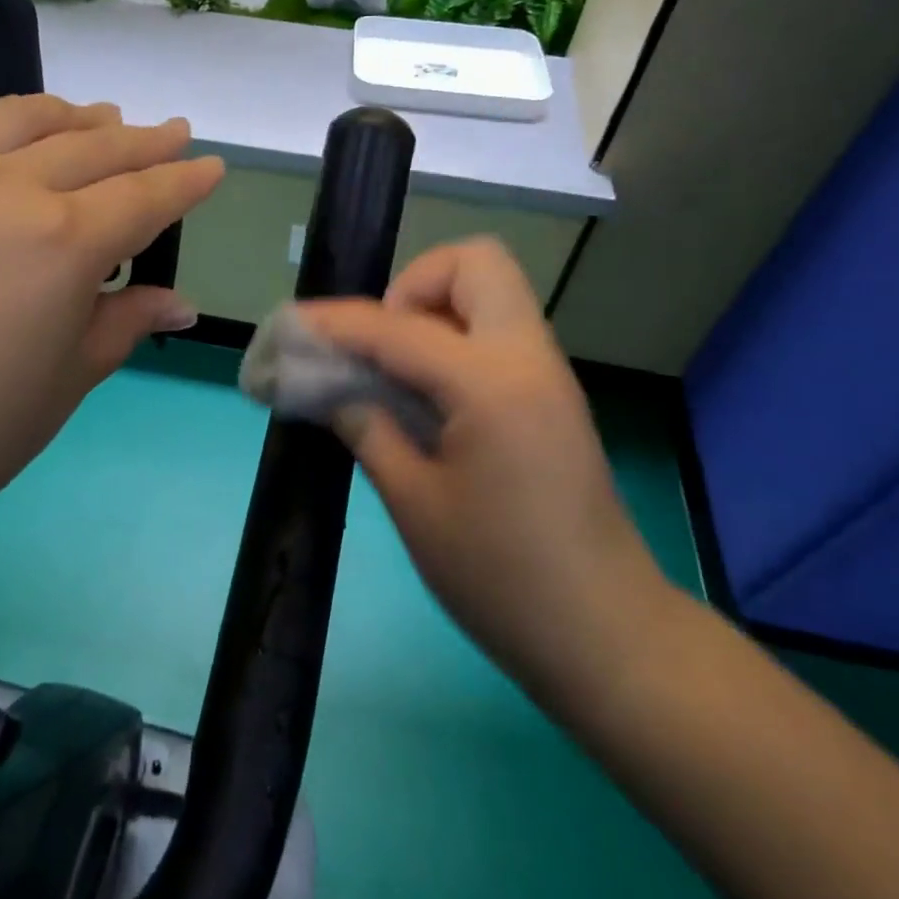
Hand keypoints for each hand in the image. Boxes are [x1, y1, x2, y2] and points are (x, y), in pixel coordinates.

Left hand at [0, 95, 222, 547]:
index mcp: (65, 240)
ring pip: (27, 120)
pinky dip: (17, 128)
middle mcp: (10, 189)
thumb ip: (125, 321)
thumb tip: (177, 301)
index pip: (144, 196)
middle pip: (94, 147)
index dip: (185, 181)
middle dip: (144, 141)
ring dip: (77, 118)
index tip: (211, 166)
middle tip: (174, 134)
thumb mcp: (69, 378)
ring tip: (103, 121)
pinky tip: (23, 149)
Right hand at [300, 238, 675, 715]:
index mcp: (490, 383)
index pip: (396, 327)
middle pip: (475, 263)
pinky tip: (423, 397)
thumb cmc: (501, 577)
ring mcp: (547, 374)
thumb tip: (333, 390)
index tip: (292, 327)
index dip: (336, 322)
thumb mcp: (415, 504)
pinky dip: (453, 341)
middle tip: (379, 344)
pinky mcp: (551, 397)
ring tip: (393, 371)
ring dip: (434, 311)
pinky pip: (497, 334)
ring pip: (490, 293)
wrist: (605, 635)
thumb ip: (368, 429)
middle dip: (413, 285)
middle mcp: (527, 357)